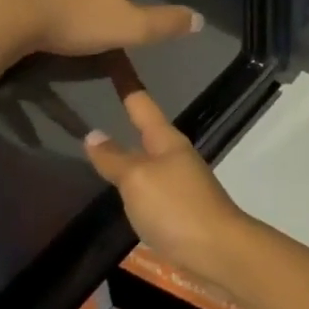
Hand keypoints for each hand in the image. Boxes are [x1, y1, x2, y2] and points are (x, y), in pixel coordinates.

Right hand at [83, 82, 251, 278]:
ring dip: (127, 149)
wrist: (217, 249)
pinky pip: (149, 184)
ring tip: (101, 142)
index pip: (141, 104)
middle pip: (146, 129)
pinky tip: (120, 185)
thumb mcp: (138, 179)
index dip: (126, 83)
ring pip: (147, 158)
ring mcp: (179, 181)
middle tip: (96, 101)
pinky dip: (132, 178)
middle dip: (125, 117)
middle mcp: (175, 155)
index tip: (114, 58)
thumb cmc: (176, 207)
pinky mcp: (178, 207)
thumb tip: (92, 133)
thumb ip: (114, 158)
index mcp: (167, 140)